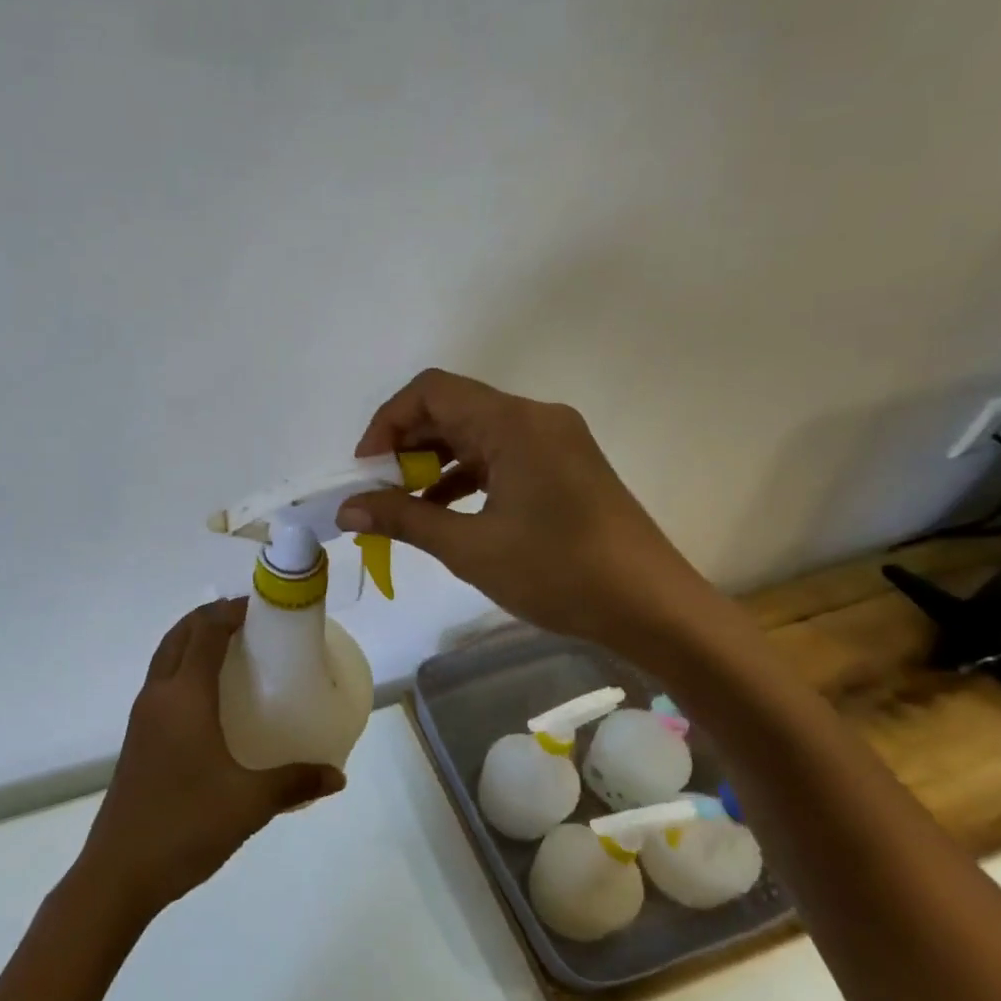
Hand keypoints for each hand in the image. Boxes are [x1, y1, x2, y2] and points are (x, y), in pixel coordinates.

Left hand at [76, 600, 343, 919]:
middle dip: (209, 618)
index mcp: (184, 697)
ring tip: (228, 649)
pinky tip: (206, 698)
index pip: (205, 633)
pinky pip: (161, 683)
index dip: (230, 612)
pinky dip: (182, 668)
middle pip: (179, 635)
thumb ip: (295, 783)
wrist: (119, 871)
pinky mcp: (137, 739)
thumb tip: (337, 776)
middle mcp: (158, 696)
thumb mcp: (249, 803)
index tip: (259, 607)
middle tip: (246, 620)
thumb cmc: (185, 824)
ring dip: (191, 641)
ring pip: (165, 658)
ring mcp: (142, 717)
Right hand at [336, 369, 716, 661]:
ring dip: (434, 462)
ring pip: (475, 433)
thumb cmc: (559, 573)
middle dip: (407, 445)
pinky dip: (465, 476)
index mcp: (514, 424)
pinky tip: (443, 511)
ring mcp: (554, 442)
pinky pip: (500, 456)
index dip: (388, 421)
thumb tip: (346, 509)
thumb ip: (403, 519)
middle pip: (452, 408)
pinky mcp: (564, 467)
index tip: (366, 469)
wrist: (654, 609)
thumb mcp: (470, 547)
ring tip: (403, 504)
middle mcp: (535, 419)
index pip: (432, 391)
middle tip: (378, 490)